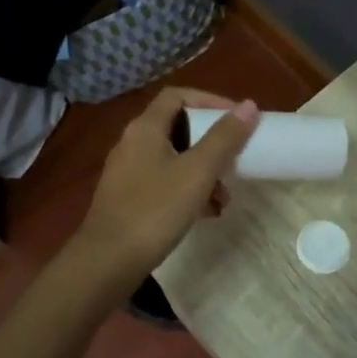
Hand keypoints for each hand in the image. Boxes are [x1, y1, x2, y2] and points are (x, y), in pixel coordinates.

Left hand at [70, 88, 258, 292]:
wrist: (107, 262)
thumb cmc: (155, 210)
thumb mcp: (198, 172)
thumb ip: (224, 138)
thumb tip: (249, 105)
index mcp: (146, 128)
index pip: (178, 95)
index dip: (210, 100)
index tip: (237, 118)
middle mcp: (133, 142)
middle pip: (178, 127)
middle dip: (211, 142)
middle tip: (235, 157)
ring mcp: (128, 171)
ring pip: (173, 158)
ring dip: (203, 171)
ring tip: (224, 196)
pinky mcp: (128, 198)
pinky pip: (164, 182)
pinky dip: (187, 189)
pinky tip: (206, 214)